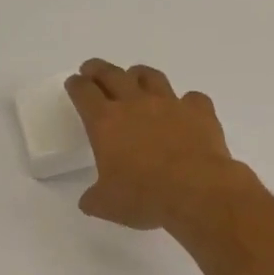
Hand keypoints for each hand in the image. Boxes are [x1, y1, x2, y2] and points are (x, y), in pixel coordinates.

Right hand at [65, 59, 250, 231]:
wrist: (196, 191)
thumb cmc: (144, 196)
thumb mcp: (106, 205)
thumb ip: (94, 197)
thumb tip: (90, 199)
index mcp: (106, 123)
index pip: (84, 93)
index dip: (76, 86)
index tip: (74, 83)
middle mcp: (136, 104)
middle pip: (112, 75)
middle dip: (99, 70)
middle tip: (92, 69)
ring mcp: (170, 104)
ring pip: (150, 77)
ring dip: (138, 74)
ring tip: (135, 77)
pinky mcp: (199, 111)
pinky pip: (191, 98)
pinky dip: (185, 102)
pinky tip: (185, 110)